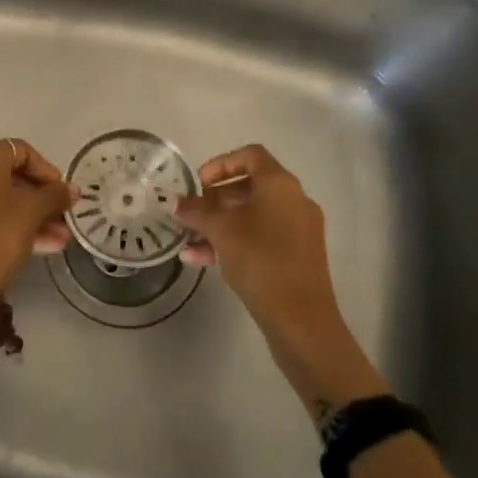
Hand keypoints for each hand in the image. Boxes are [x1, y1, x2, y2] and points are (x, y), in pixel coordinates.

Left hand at [0, 139, 72, 293]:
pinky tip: (38, 246)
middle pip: (8, 176)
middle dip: (40, 199)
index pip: (22, 152)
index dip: (48, 172)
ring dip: (30, 216)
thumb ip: (55, 194)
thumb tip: (71, 189)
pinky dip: (8, 224)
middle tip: (63, 218)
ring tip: (59, 240)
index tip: (64, 194)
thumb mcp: (33, 210)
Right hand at [173, 146, 338, 335]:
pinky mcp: (297, 257)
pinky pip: (261, 238)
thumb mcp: (221, 231)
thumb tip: (175, 202)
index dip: (220, 164)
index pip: (250, 155)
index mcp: (280, 185)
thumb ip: (197, 212)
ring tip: (189, 240)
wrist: (302, 321)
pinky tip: (200, 259)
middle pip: (250, 186)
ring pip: (253, 216)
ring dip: (220, 224)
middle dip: (215, 198)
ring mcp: (298, 230)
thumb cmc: (261, 262)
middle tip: (192, 213)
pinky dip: (234, 242)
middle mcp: (294, 201)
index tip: (198, 184)